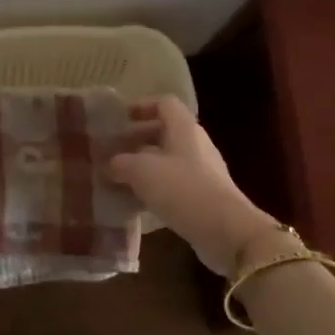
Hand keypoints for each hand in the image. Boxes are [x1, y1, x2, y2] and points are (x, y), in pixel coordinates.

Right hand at [108, 96, 279, 275]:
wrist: (225, 230)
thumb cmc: (182, 188)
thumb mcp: (142, 171)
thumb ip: (121, 163)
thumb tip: (110, 164)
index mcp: (184, 128)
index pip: (164, 104)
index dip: (141, 106)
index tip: (120, 119)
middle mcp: (195, 144)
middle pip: (165, 132)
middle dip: (138, 139)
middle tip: (113, 151)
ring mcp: (203, 171)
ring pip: (169, 160)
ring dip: (144, 166)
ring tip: (119, 178)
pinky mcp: (204, 196)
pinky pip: (175, 184)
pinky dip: (156, 188)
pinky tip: (137, 202)